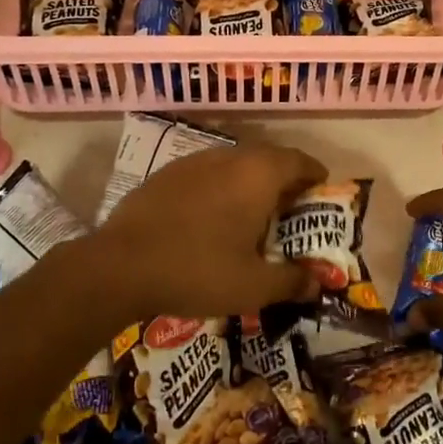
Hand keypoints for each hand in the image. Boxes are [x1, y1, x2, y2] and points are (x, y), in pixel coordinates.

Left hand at [91, 144, 326, 322]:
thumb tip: (317, 282)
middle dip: (285, 181)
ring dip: (251, 183)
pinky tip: (211, 218)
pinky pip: (208, 173)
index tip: (321, 195)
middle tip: (290, 212)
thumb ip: (292, 281)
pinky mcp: (168, 172)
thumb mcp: (253, 287)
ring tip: (252, 216)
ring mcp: (195, 160)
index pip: (300, 161)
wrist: (120, 265)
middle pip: (269, 159)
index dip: (316, 176)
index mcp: (258, 174)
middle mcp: (230, 156)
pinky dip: (221, 188)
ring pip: (236, 163)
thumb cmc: (198, 271)